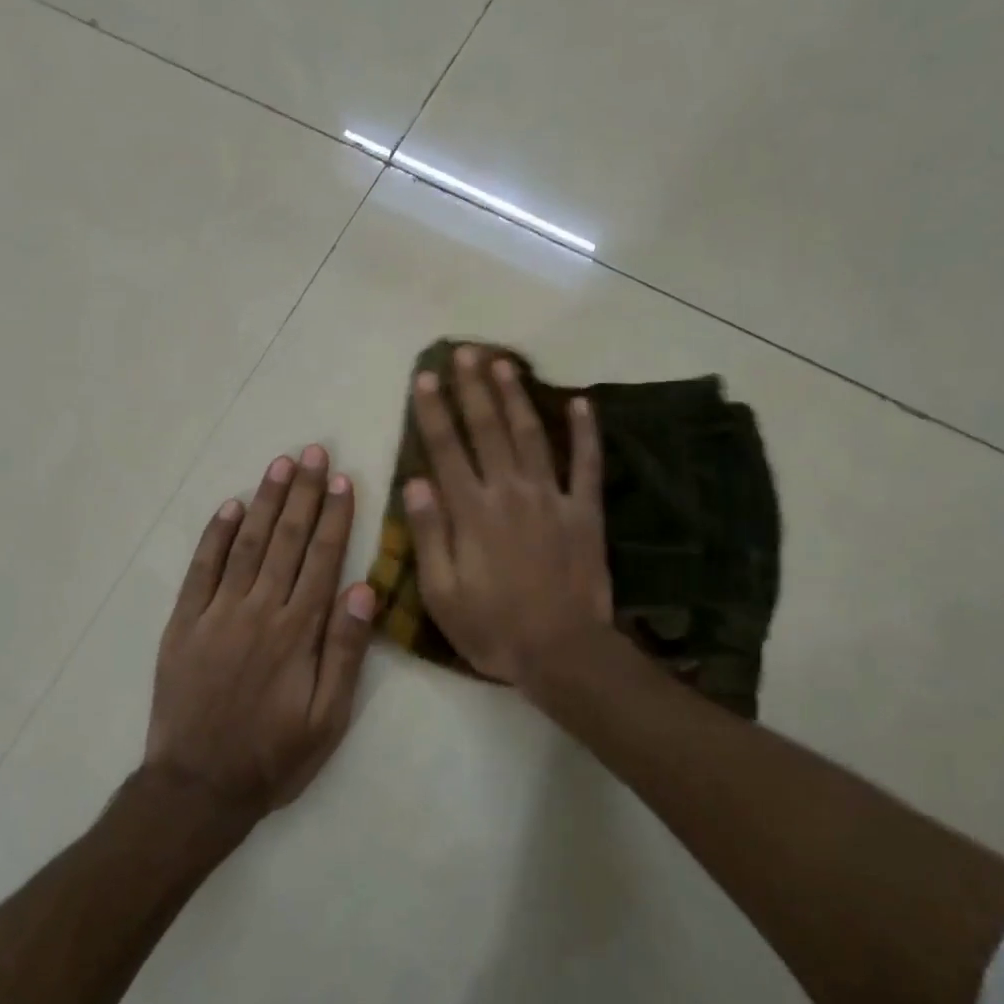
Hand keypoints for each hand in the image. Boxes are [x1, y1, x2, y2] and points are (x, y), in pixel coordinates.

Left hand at [148, 446, 376, 811]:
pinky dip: (216, 534)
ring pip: (247, 543)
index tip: (344, 480)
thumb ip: (346, 651)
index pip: (323, 559)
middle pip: (287, 539)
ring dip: (266, 501)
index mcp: (298, 631)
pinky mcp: (184, 623)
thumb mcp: (328, 718)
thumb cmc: (274, 756)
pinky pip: (201, 568)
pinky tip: (231, 506)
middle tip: (314, 452)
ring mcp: (216, 613)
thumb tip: (363, 588)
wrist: (197, 788)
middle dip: (303, 493)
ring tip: (281, 465)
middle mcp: (259, 610)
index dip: (335, 517)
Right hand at [404, 347, 612, 688]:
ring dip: (516, 396)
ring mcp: (552, 497)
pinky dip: (586, 431)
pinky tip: (582, 402)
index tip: (425, 377)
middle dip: (473, 388)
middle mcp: (510, 492)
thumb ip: (430, 534)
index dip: (433, 411)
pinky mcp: (585, 511)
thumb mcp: (442, 592)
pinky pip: (587, 464)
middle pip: (488, 429)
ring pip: (531, 435)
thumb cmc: (493, 628)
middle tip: (464, 352)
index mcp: (472, 512)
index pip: (446, 449)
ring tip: (504, 362)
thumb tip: (415, 482)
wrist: (562, 651)